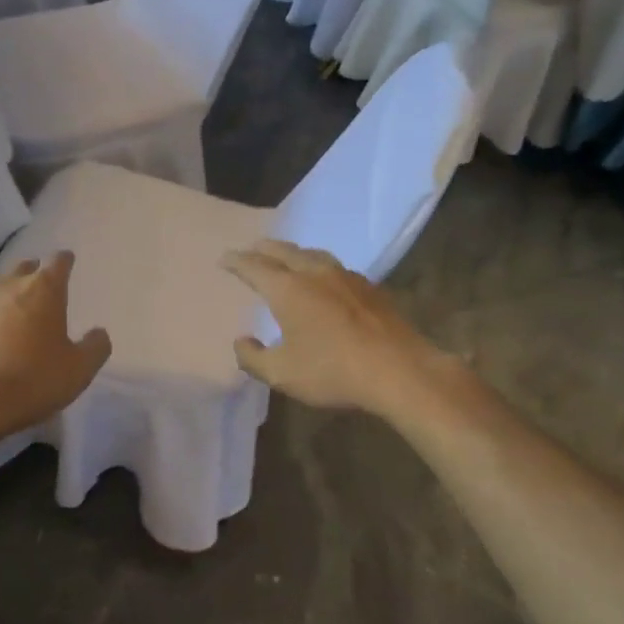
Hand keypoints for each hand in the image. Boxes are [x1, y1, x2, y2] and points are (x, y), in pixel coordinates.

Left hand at [0, 253, 111, 450]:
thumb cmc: (33, 381)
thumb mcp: (80, 370)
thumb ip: (95, 346)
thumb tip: (98, 333)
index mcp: (45, 289)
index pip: (59, 261)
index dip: (64, 263)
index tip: (67, 266)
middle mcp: (9, 283)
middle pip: (24, 267)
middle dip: (33, 276)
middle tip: (39, 296)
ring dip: (1, 291)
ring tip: (5, 310)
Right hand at [221, 240, 453, 418]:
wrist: (399, 371)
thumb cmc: (333, 371)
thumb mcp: (282, 374)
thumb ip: (253, 358)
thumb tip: (241, 342)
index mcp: (288, 289)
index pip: (254, 266)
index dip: (236, 261)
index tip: (224, 259)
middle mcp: (315, 273)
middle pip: (283, 251)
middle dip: (263, 249)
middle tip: (251, 250)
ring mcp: (346, 277)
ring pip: (312, 254)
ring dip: (292, 253)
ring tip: (285, 257)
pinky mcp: (370, 288)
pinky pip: (334, 267)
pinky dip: (317, 266)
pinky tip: (323, 278)